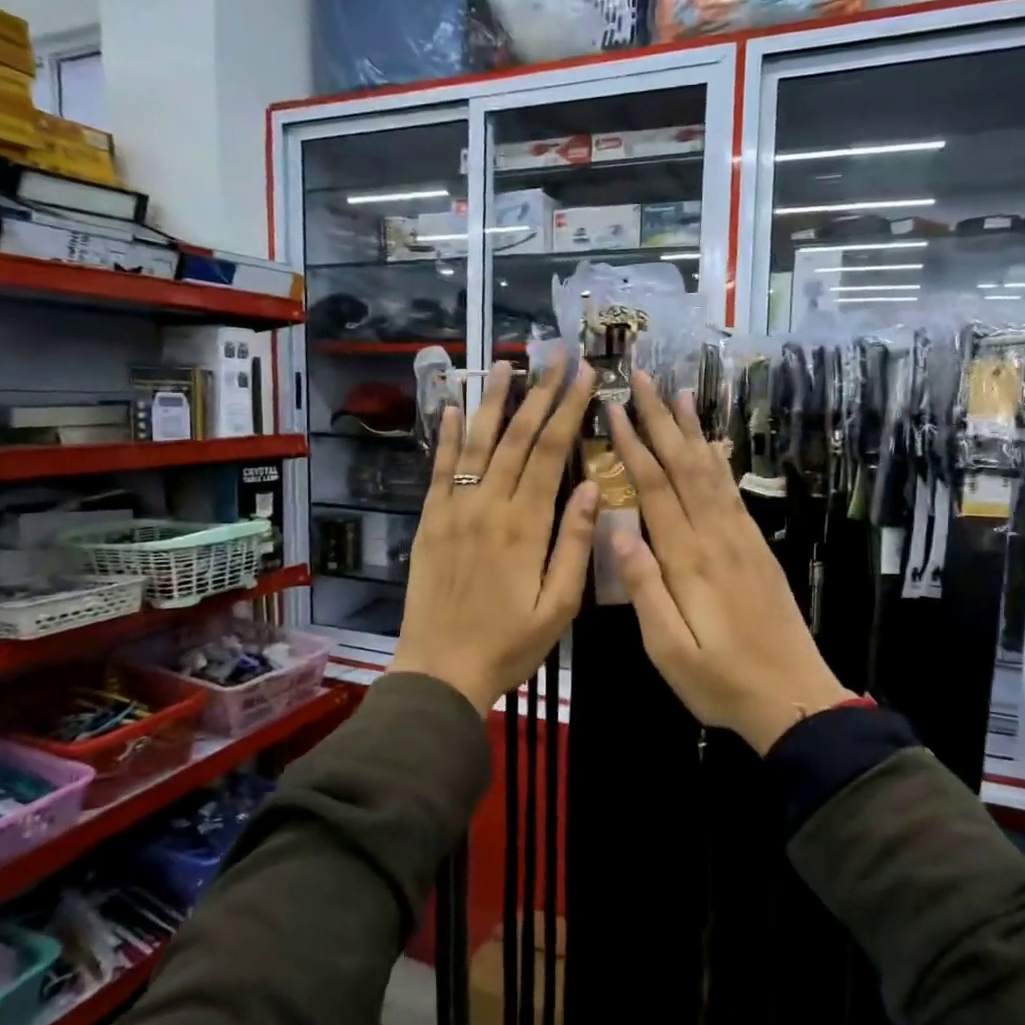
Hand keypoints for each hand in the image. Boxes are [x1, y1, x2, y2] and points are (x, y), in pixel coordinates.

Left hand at [391, 359, 598, 715]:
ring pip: (477, 442)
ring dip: (494, 401)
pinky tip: (451, 407)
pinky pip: (438, 467)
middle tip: (556, 355)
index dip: (570, 409)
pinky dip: (445, 435)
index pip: (553, 452)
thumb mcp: (559, 605)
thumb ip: (576, 544)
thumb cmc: (509, 644)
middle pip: (519, 437)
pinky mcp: (430, 519)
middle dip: (541, 392)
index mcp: (526, 524)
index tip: (584, 374)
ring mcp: (454, 508)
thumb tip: (593, 487)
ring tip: (507, 365)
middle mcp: (489, 504)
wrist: (440, 669)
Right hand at [607, 372, 851, 753]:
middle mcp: (717, 537)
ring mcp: (742, 540)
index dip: (634, 446)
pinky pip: (733, 493)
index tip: (616, 408)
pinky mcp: (757, 548)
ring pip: (712, 472)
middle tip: (643, 378)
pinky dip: (719, 461)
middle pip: (684, 467)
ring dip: (692, 430)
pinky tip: (713, 445)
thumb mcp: (668, 649)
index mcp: (689, 560)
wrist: (794, 697)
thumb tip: (618, 531)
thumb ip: (644, 589)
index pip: (655, 489)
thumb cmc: (721, 681)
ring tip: (678, 393)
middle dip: (662, 420)